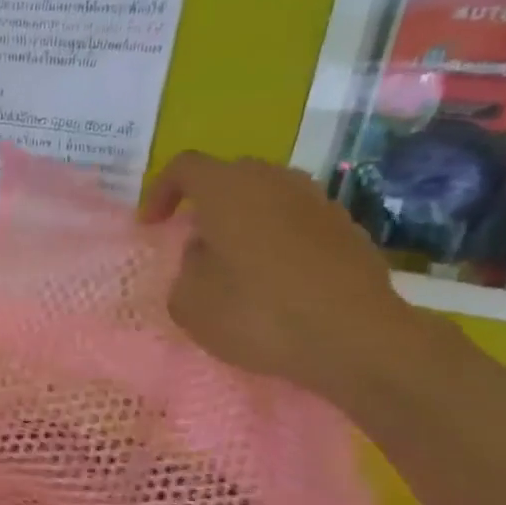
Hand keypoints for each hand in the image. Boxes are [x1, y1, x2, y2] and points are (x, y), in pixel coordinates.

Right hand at [139, 153, 435, 401]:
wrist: (353, 337)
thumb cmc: (257, 314)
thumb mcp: (189, 302)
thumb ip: (186, 268)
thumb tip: (206, 253)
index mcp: (228, 190)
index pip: (185, 167)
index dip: (160, 192)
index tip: (151, 225)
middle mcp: (275, 181)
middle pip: (230, 176)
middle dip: (206, 204)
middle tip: (193, 242)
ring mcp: (317, 201)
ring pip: (267, 197)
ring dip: (244, 221)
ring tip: (233, 264)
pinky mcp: (346, 228)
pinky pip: (296, 222)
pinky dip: (276, 240)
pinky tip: (274, 281)